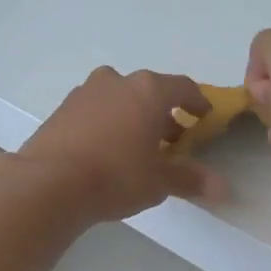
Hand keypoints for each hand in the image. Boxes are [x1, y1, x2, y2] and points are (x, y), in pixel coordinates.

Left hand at [11, 68, 224, 222]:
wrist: (47, 183)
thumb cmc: (115, 176)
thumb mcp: (159, 181)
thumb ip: (190, 179)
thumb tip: (223, 188)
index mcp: (148, 90)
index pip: (183, 87)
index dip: (197, 102)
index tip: (204, 117)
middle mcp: (117, 82)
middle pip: (149, 91)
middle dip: (163, 113)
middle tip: (172, 139)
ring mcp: (85, 92)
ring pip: (119, 98)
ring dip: (133, 116)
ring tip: (137, 146)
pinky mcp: (62, 109)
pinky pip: (95, 110)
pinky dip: (107, 123)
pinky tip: (106, 151)